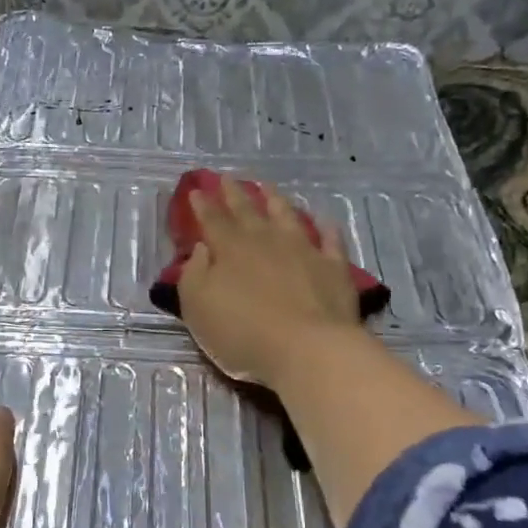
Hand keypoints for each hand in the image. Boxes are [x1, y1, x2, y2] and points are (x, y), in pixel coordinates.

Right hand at [176, 179, 362, 387]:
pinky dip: (326, 228)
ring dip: (275, 200)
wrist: (308, 349)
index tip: (196, 190)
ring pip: (287, 216)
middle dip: (234, 194)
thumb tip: (201, 248)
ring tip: (267, 187)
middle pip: (247, 211)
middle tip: (226, 178)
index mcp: (230, 249)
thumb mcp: (198, 308)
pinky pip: (330, 241)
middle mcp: (266, 241)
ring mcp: (303, 250)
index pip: (212, 220)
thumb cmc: (242, 332)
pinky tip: (324, 221)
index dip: (202, 205)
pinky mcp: (333, 268)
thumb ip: (194, 274)